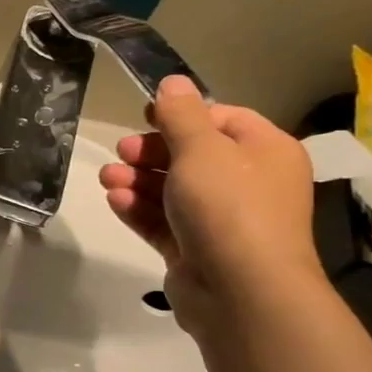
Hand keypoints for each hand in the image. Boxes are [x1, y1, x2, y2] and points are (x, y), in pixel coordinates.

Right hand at [99, 76, 324, 329]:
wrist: (241, 290)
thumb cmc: (228, 206)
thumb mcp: (201, 149)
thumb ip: (181, 115)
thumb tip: (173, 82)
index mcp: (264, 152)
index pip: (222, 120)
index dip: (182, 115)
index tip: (144, 117)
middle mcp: (248, 183)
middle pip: (192, 156)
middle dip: (151, 151)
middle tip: (122, 152)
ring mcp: (222, 220)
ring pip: (172, 190)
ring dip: (137, 180)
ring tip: (107, 179)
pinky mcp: (195, 249)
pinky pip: (163, 221)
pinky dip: (139, 209)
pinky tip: (116, 201)